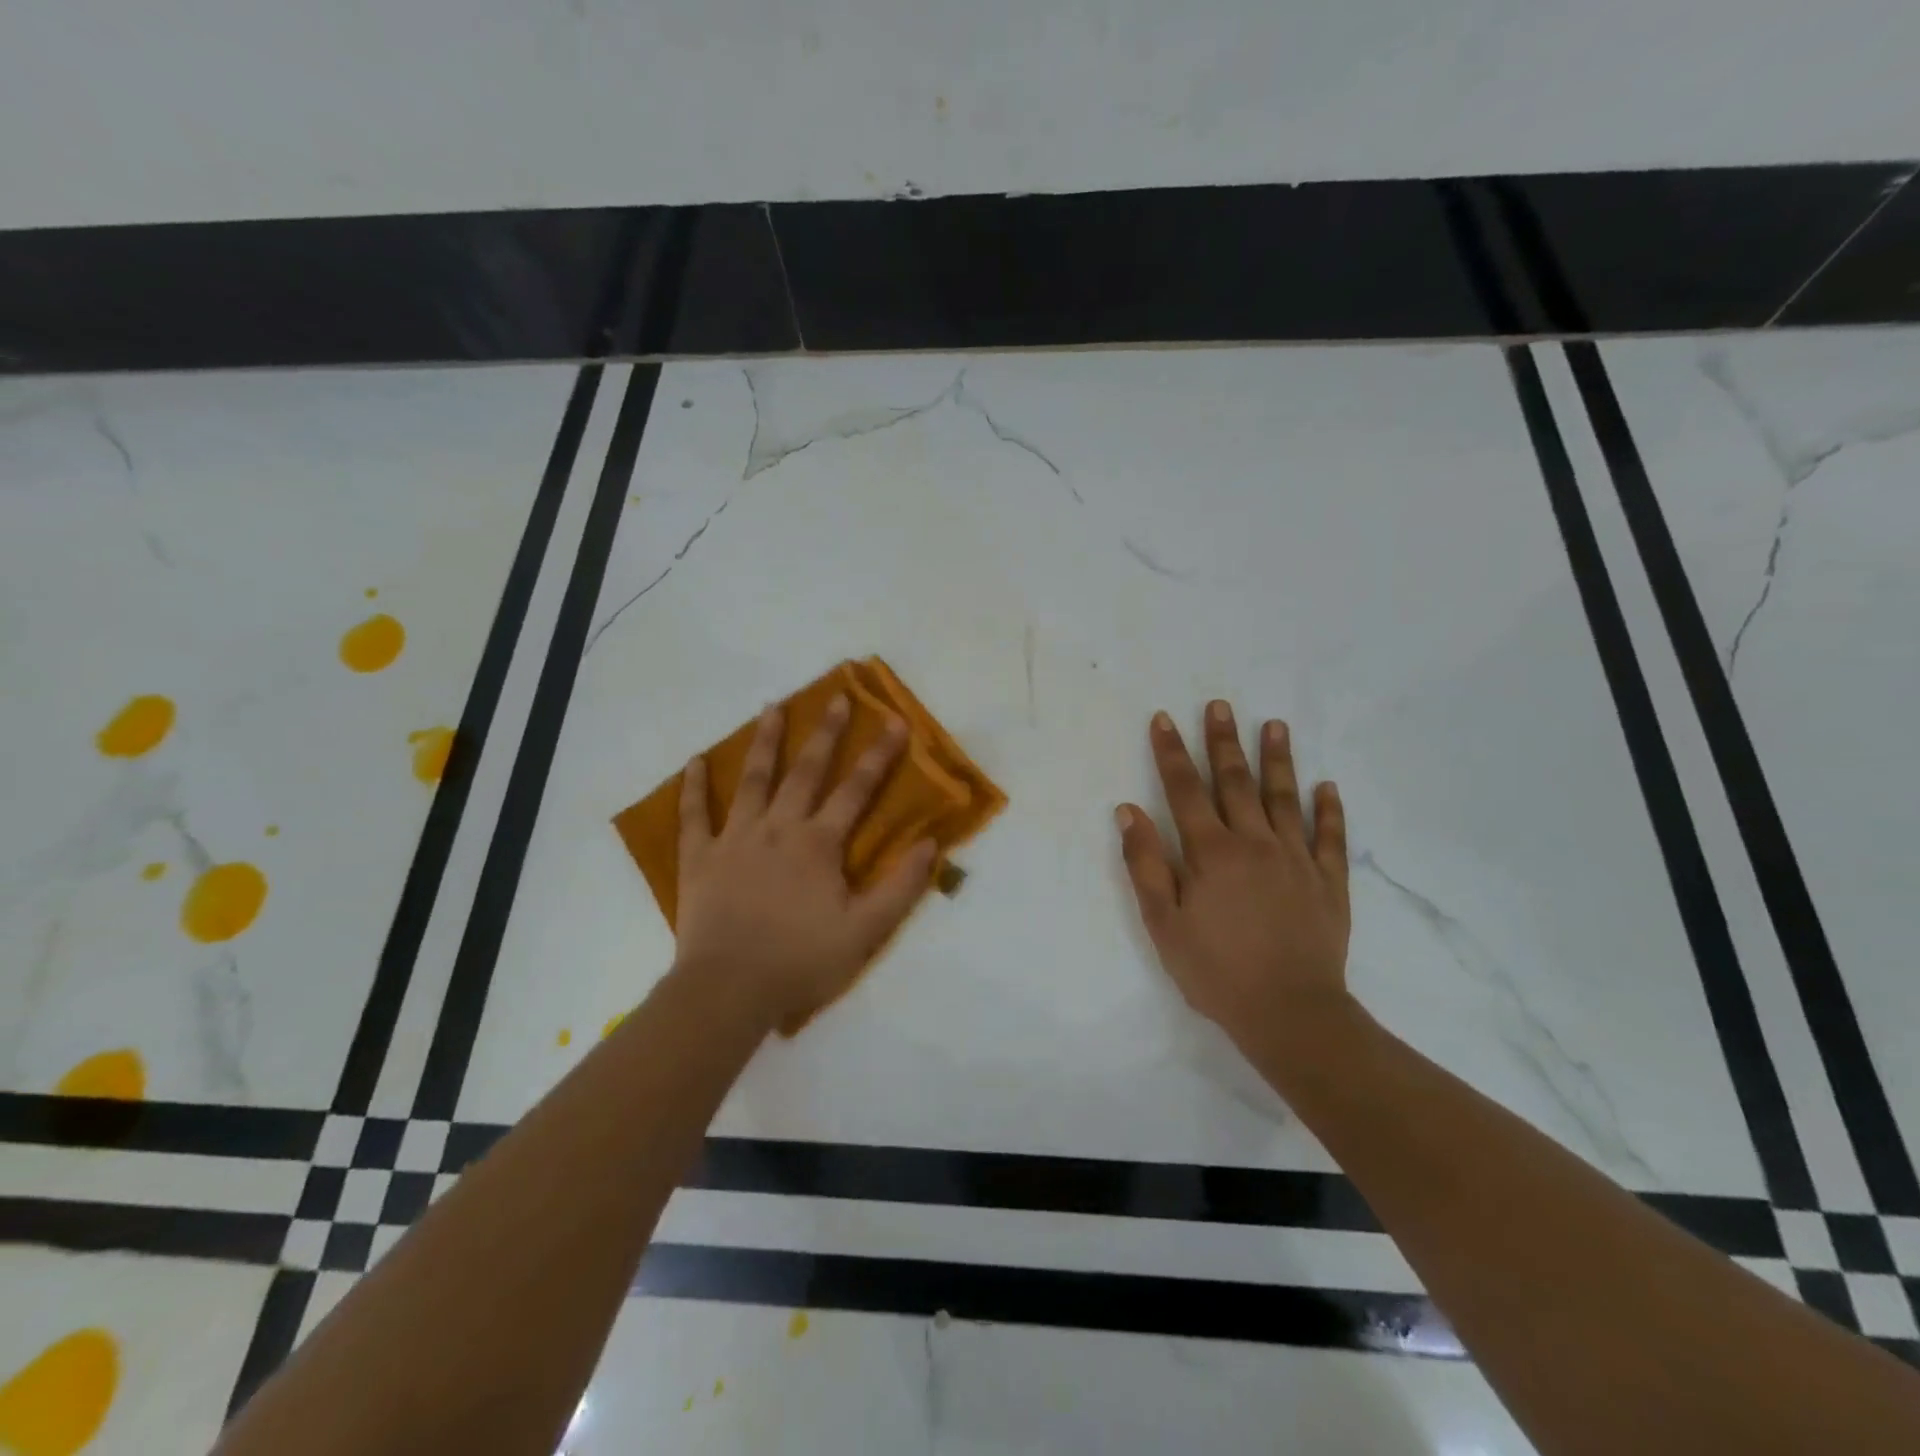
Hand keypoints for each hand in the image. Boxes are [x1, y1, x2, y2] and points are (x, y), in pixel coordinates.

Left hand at [673, 695, 935, 1029]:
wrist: (728, 990)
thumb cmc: (800, 961)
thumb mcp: (865, 931)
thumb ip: (901, 886)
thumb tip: (930, 843)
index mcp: (818, 843)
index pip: (857, 790)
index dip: (879, 755)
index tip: (895, 722)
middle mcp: (779, 828)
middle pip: (806, 771)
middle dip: (826, 733)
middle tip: (837, 697)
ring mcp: (735, 839)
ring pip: (753, 780)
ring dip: (765, 742)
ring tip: (772, 707)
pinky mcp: (700, 858)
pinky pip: (695, 816)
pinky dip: (694, 787)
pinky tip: (694, 761)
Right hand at [1116, 701, 1353, 1057]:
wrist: (1291, 1013)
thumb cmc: (1216, 971)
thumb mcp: (1164, 923)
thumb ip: (1146, 864)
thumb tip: (1129, 811)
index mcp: (1211, 852)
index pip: (1185, 790)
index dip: (1172, 752)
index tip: (1164, 718)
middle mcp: (1255, 843)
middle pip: (1235, 782)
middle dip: (1223, 741)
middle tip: (1220, 705)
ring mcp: (1297, 859)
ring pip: (1285, 798)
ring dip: (1278, 759)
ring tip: (1275, 725)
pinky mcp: (1329, 882)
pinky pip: (1330, 837)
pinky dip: (1329, 810)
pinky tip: (1327, 786)